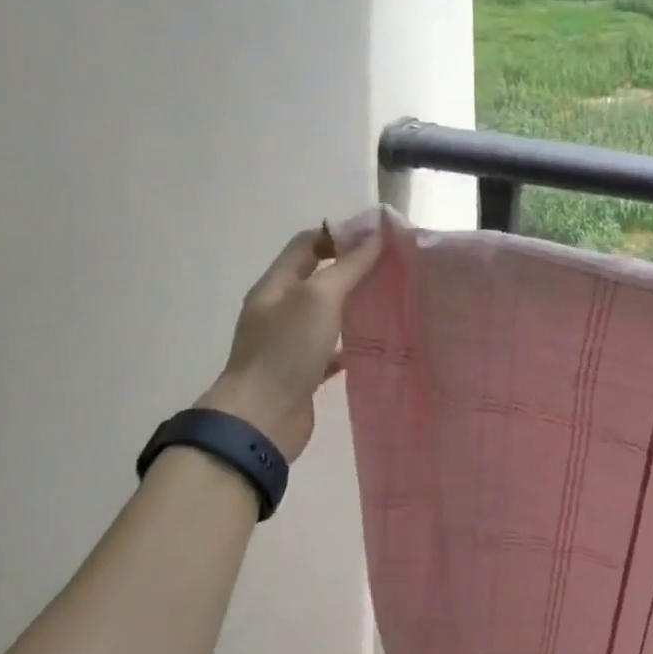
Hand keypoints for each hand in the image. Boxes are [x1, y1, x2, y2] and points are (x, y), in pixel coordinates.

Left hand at [198, 224, 381, 460]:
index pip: (306, 245)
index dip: (339, 235)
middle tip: (390, 272)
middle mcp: (278, 311)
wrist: (262, 418)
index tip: (378, 239)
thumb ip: (348, 267)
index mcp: (276, 286)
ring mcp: (287, 344)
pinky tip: (370, 349)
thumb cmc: (287, 350)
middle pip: (316, 279)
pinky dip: (347, 347)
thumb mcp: (319, 298)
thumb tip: (375, 236)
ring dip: (352, 309)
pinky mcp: (299, 374)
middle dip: (350, 272)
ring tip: (387, 306)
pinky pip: (327, 352)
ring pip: (323, 317)